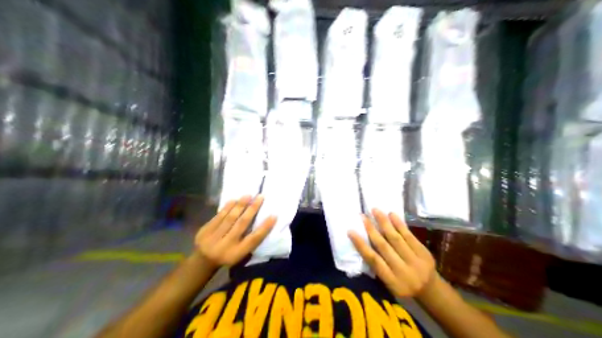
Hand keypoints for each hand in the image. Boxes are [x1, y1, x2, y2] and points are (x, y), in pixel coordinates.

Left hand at [194, 196, 275, 269]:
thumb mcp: (240, 254)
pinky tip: (234, 200)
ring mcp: (214, 237)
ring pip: (230, 217)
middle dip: (252, 209)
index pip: (254, 239)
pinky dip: (227, 207)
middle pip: (242, 224)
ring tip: (249, 195)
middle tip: (261, 197)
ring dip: (240, 205)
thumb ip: (249, 241)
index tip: (274, 215)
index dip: (264, 227)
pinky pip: (218, 216)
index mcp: (237, 253)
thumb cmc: (228, 256)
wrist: (202, 261)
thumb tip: (261, 222)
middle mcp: (227, 245)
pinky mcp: (205, 230)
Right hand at [349, 209, 437, 298]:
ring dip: (384, 223)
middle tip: (362, 216)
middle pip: (384, 247)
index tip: (351, 231)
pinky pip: (409, 236)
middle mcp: (402, 270)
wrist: (431, 290)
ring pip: (396, 238)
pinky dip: (400, 225)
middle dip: (371, 230)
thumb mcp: (389, 285)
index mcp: (391, 280)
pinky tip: (392, 214)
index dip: (361, 245)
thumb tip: (365, 245)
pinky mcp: (424, 252)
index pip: (373, 260)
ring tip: (375, 210)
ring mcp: (415, 260)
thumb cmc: (404, 287)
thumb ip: (378, 267)